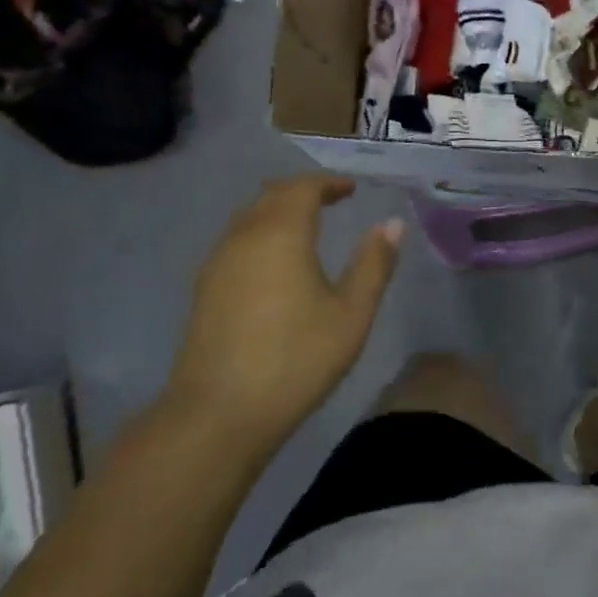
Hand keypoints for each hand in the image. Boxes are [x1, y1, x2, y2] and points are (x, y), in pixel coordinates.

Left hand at [160, 175, 402, 443]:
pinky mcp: (204, 289)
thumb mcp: (351, 314)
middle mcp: (243, 237)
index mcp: (280, 234)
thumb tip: (392, 225)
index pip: (303, 188)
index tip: (351, 189)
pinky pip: (236, 242)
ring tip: (306, 227)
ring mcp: (217, 263)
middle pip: (271, 196)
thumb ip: (373, 265)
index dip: (328, 183)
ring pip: (248, 218)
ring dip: (278, 212)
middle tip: (331, 200)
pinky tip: (275, 263)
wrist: (220, 413)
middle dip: (302, 191)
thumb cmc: (296, 359)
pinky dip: (261, 234)